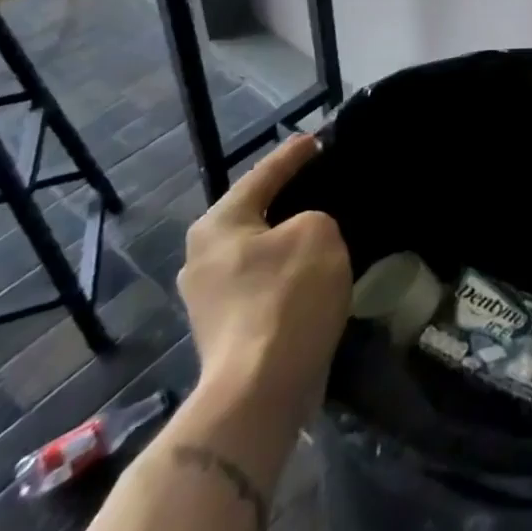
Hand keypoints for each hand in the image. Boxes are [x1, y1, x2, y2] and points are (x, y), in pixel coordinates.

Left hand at [177, 135, 351, 417]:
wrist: (260, 391)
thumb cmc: (286, 296)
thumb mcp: (318, 231)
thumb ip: (314, 216)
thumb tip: (303, 234)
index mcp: (218, 225)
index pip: (264, 174)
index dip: (294, 155)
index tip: (318, 139)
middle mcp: (204, 257)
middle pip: (256, 213)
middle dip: (289, 198)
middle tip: (324, 181)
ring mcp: (211, 299)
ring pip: (261, 250)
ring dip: (289, 239)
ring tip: (327, 224)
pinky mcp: (228, 330)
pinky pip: (265, 281)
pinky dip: (289, 270)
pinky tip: (316, 269)